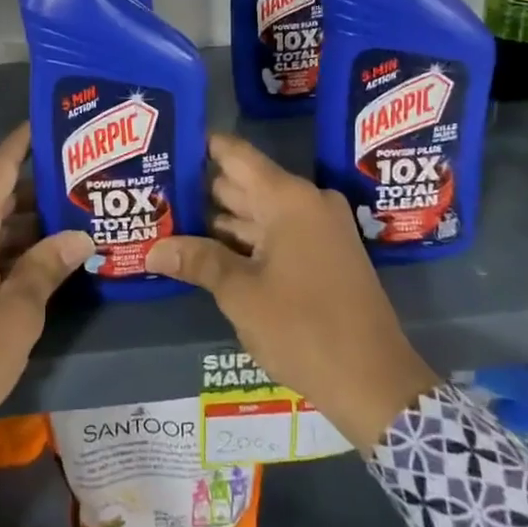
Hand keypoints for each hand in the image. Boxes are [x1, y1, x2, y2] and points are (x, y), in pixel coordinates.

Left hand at [0, 123, 92, 463]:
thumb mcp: (15, 317)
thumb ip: (46, 268)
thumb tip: (79, 236)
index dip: (23, 142)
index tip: (51, 122)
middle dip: (35, 190)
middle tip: (81, 185)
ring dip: (22, 226)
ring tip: (71, 223)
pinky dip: (2, 250)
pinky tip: (36, 262)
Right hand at [146, 135, 438, 452]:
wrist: (375, 383)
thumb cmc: (304, 328)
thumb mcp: (241, 294)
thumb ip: (198, 261)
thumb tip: (152, 249)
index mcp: (288, 199)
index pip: (236, 155)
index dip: (201, 146)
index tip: (166, 144)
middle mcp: (306, 203)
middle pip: (244, 183)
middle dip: (201, 190)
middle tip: (155, 189)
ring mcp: (318, 229)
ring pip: (258, 212)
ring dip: (220, 220)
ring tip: (169, 219)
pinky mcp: (324, 255)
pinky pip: (276, 234)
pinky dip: (245, 240)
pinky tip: (207, 250)